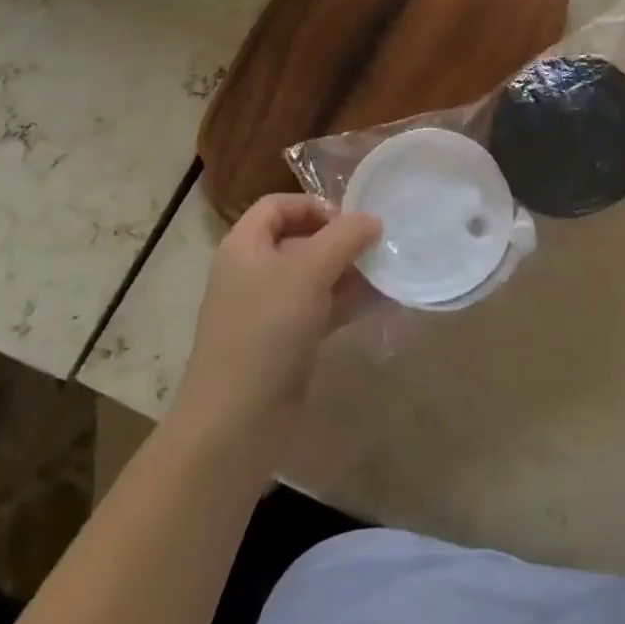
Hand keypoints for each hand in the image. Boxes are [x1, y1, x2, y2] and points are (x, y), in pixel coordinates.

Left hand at [176, 195, 379, 436]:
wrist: (238, 418)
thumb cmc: (268, 328)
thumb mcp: (310, 270)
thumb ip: (345, 237)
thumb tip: (372, 220)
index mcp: (244, 246)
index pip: (278, 205)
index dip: (314, 205)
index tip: (350, 222)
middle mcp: (252, 272)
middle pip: (299, 239)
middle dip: (340, 241)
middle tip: (376, 250)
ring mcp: (267, 310)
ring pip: (313, 277)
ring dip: (349, 274)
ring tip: (385, 277)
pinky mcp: (283, 342)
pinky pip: (318, 310)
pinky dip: (345, 304)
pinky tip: (376, 306)